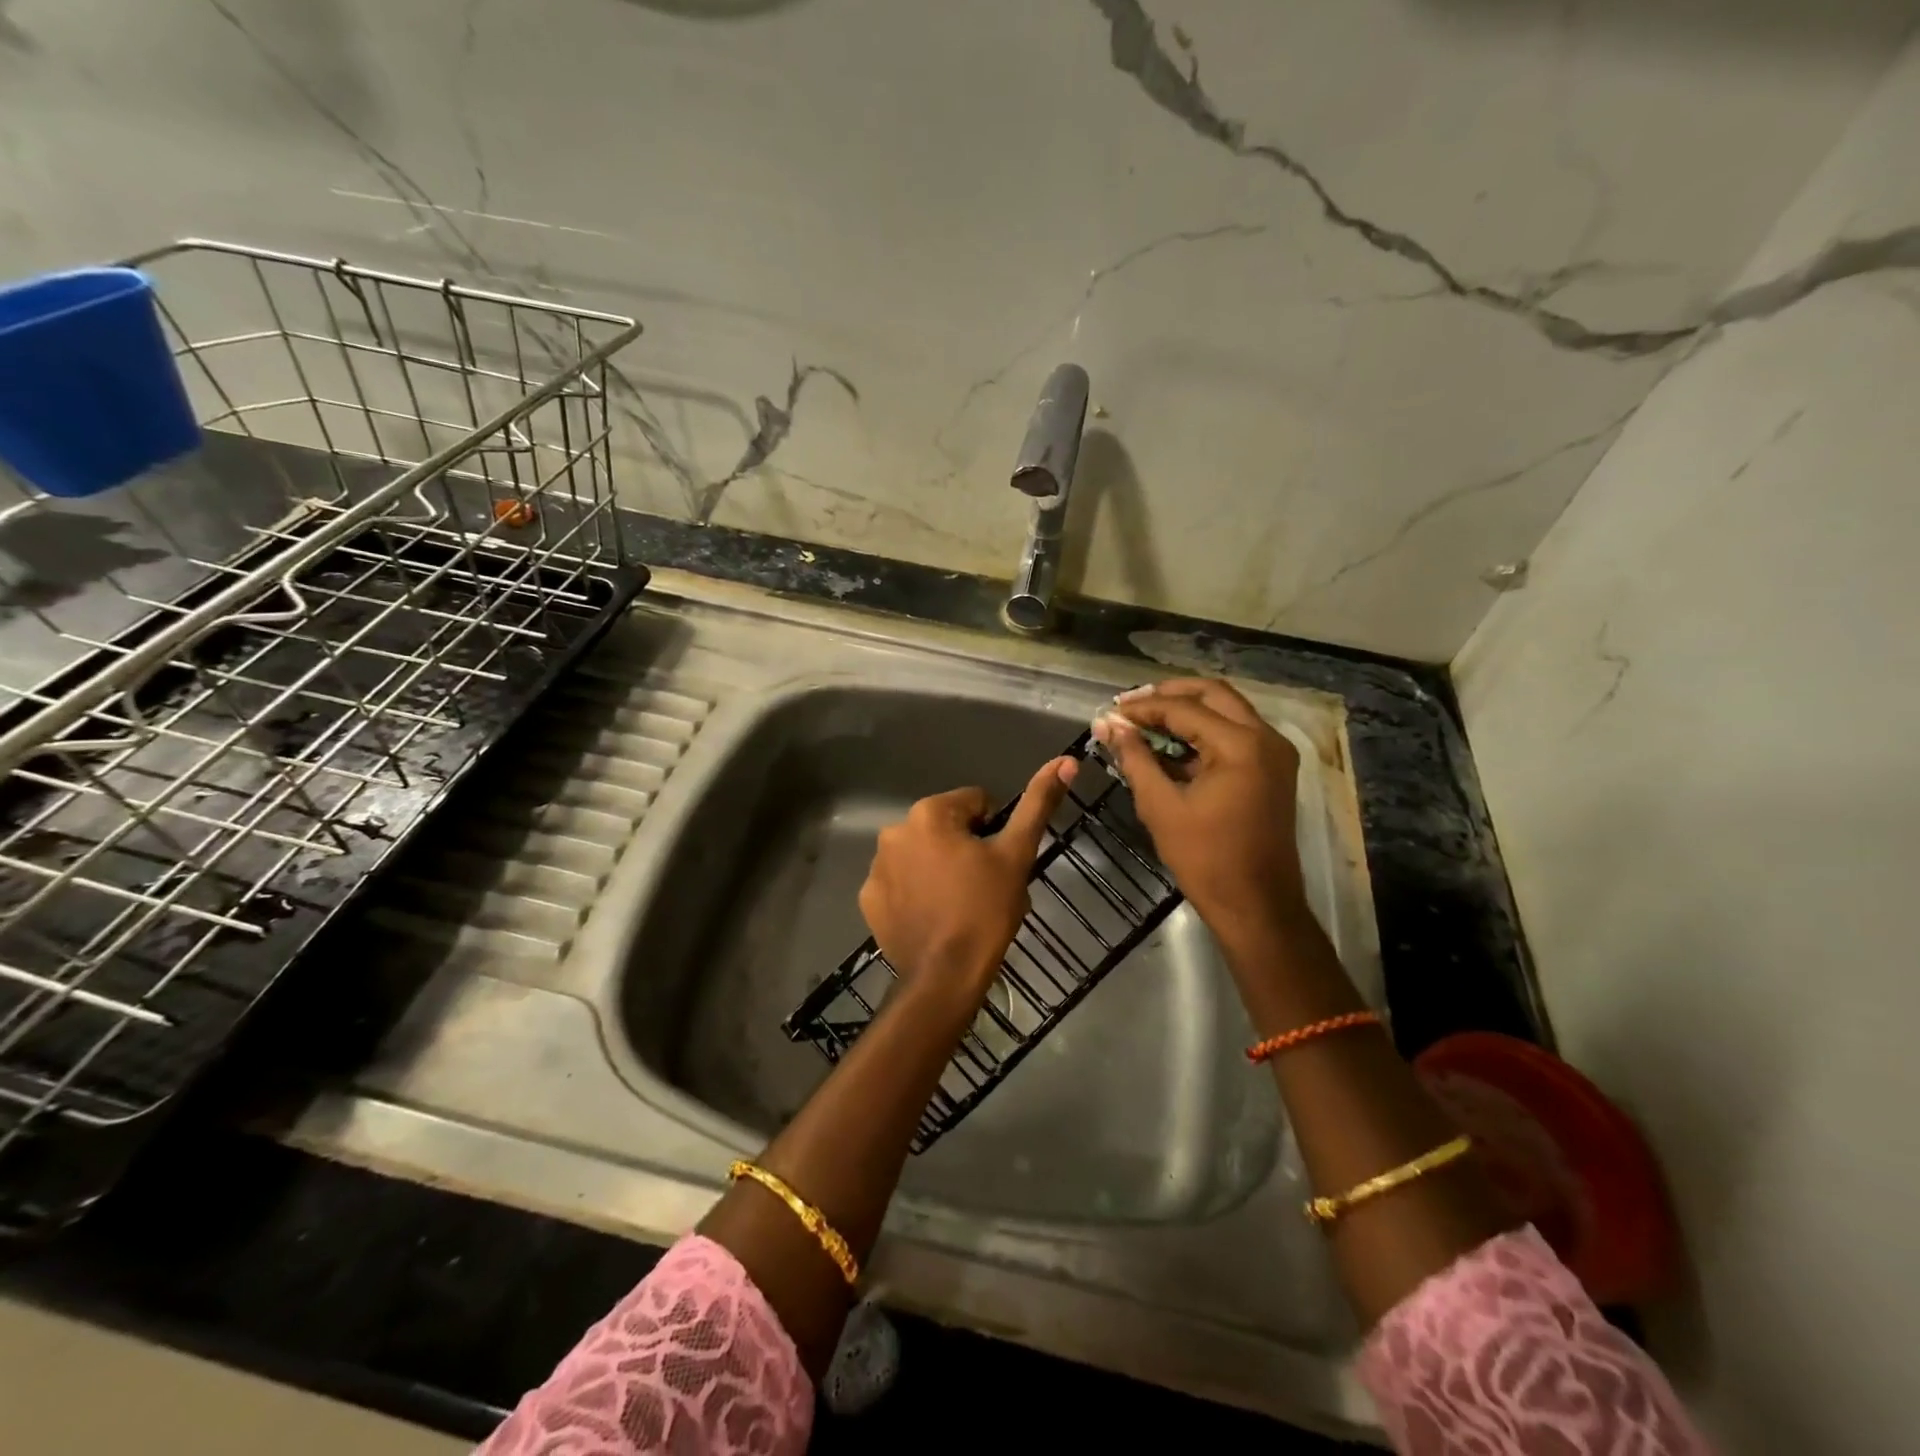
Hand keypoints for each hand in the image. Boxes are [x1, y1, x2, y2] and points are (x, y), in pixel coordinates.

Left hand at [859, 757, 1077, 1009]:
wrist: (945, 976)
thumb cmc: (986, 910)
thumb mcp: (1017, 854)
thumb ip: (1038, 804)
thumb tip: (1064, 761)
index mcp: (929, 813)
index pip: (975, 802)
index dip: (994, 830)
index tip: (998, 862)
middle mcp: (894, 830)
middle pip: (945, 826)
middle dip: (965, 847)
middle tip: (983, 884)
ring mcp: (876, 866)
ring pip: (922, 853)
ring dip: (939, 866)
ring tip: (959, 903)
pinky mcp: (869, 898)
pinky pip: (900, 881)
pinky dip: (915, 891)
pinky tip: (933, 915)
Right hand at [1091, 679, 1307, 954]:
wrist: (1257, 905)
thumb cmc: (1206, 859)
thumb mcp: (1161, 806)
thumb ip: (1135, 759)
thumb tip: (1109, 726)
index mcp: (1241, 745)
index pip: (1184, 709)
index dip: (1143, 708)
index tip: (1110, 712)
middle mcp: (1266, 738)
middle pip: (1213, 694)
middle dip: (1169, 695)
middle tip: (1131, 705)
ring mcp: (1275, 753)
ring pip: (1227, 710)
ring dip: (1187, 710)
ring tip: (1145, 720)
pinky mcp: (1273, 769)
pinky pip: (1236, 733)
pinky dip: (1203, 732)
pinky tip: (1170, 744)